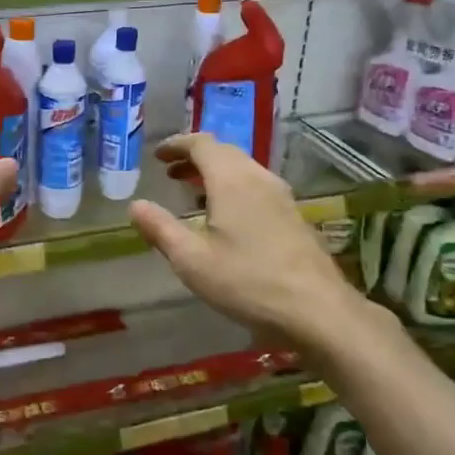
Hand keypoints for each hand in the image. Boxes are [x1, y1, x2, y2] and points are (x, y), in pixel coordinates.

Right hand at [128, 133, 380, 355]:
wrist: (318, 310)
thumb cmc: (248, 281)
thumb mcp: (192, 260)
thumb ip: (160, 229)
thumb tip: (135, 205)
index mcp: (232, 180)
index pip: (202, 144)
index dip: (177, 144)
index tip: (157, 155)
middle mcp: (259, 178)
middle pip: (224, 152)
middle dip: (195, 158)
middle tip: (171, 173)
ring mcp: (281, 196)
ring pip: (243, 169)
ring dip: (215, 173)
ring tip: (193, 194)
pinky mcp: (294, 216)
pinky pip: (257, 186)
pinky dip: (233, 188)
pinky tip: (226, 218)